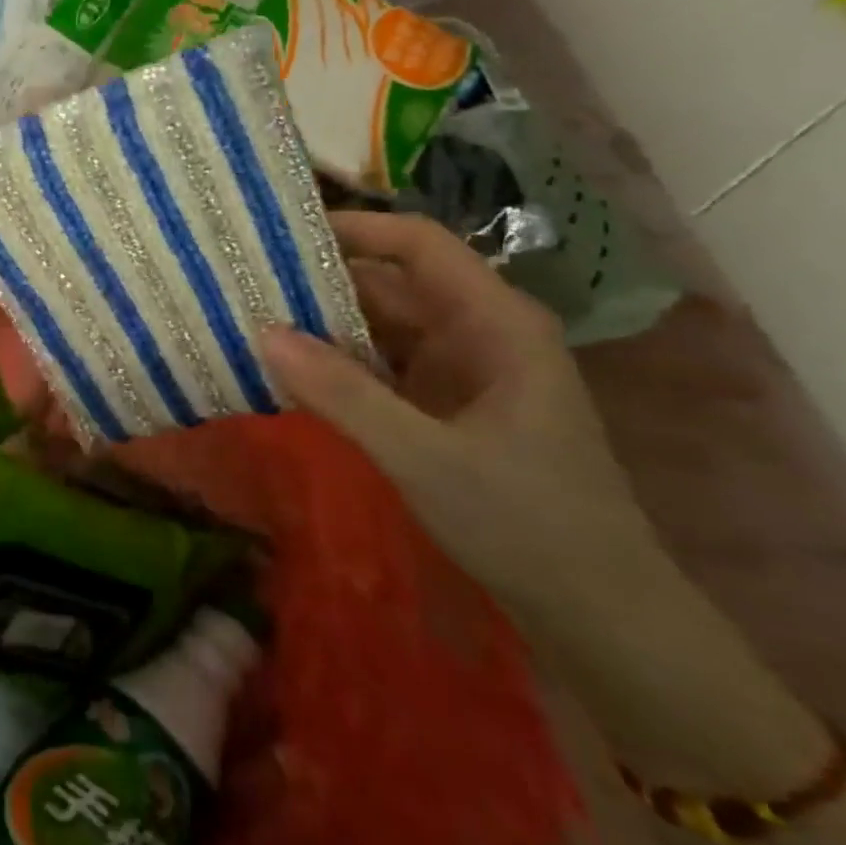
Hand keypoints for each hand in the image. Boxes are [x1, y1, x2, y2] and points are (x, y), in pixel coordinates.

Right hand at [261, 211, 670, 637]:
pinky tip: (289, 371)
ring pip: (380, 325)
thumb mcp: (425, 458)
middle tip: (246, 281)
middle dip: (321, 279)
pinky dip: (336, 364)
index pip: (419, 245)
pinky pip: (380, 366)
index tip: (282, 233)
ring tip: (251, 317)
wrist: (599, 615)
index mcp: (495, 322)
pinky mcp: (443, 406)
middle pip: (391, 282)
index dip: (354, 228)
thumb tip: (261, 332)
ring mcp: (460, 370)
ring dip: (323, 323)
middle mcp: (477, 333)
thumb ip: (343, 394)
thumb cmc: (528, 525)